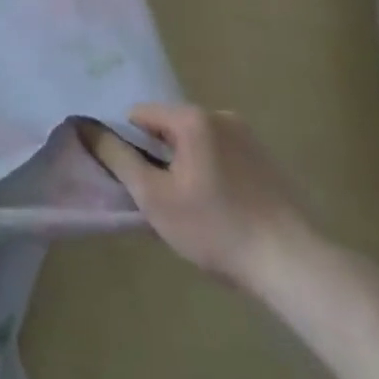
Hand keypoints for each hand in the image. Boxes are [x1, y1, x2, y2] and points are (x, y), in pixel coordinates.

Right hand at [83, 103, 315, 291]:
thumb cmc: (214, 227)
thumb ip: (116, 157)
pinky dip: (211, 174)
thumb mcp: (153, 195)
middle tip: (161, 200)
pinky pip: (222, 156)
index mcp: (193, 118)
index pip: (138, 115)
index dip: (128, 146)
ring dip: (184, 167)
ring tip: (191, 210)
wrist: (293, 264)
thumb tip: (85, 127)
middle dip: (158, 158)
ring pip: (195, 144)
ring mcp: (250, 138)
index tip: (135, 181)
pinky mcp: (268, 161)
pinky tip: (219, 210)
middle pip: (168, 128)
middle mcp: (222, 116)